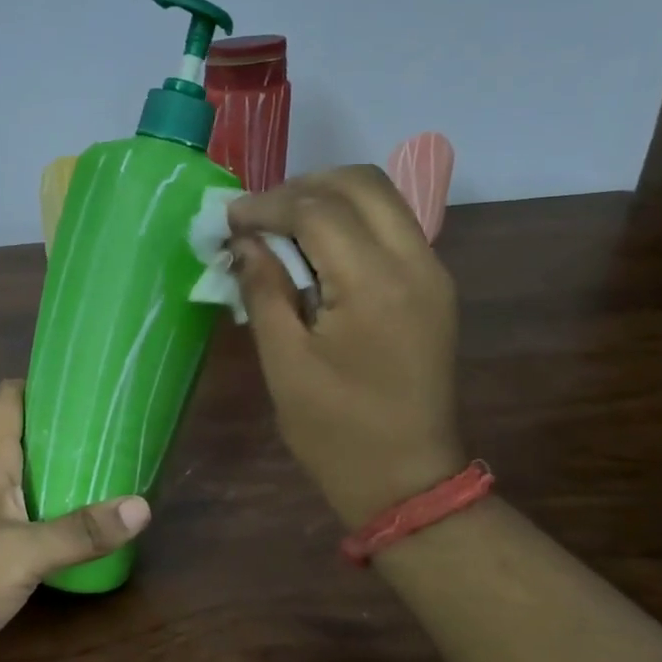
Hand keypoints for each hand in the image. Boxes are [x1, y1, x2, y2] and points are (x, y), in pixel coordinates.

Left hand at [0, 380, 149, 661]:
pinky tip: (68, 530)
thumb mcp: (23, 555)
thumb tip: (143, 507)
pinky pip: (12, 516)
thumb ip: (80, 532)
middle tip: (114, 436)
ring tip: (104, 478)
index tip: (88, 387)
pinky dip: (41, 514)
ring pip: (18, 479)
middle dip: (64, 433)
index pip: (9, 398)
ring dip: (55, 476)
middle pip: (20, 437)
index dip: (44, 385)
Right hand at [228, 164, 465, 527]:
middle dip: (301, 188)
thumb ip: (264, 290)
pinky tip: (315, 251)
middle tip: (256, 218)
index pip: (318, 209)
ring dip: (328, 199)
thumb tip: (244, 241)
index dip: (266, 205)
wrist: (406, 478)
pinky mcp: (434, 287)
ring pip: (381, 198)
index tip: (228, 220)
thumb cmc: (335, 430)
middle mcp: (415, 262)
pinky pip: (392, 227)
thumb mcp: (284, 363)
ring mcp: (432, 272)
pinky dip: (351, 222)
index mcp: (374, 284)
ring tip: (281, 228)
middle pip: (360, 183)